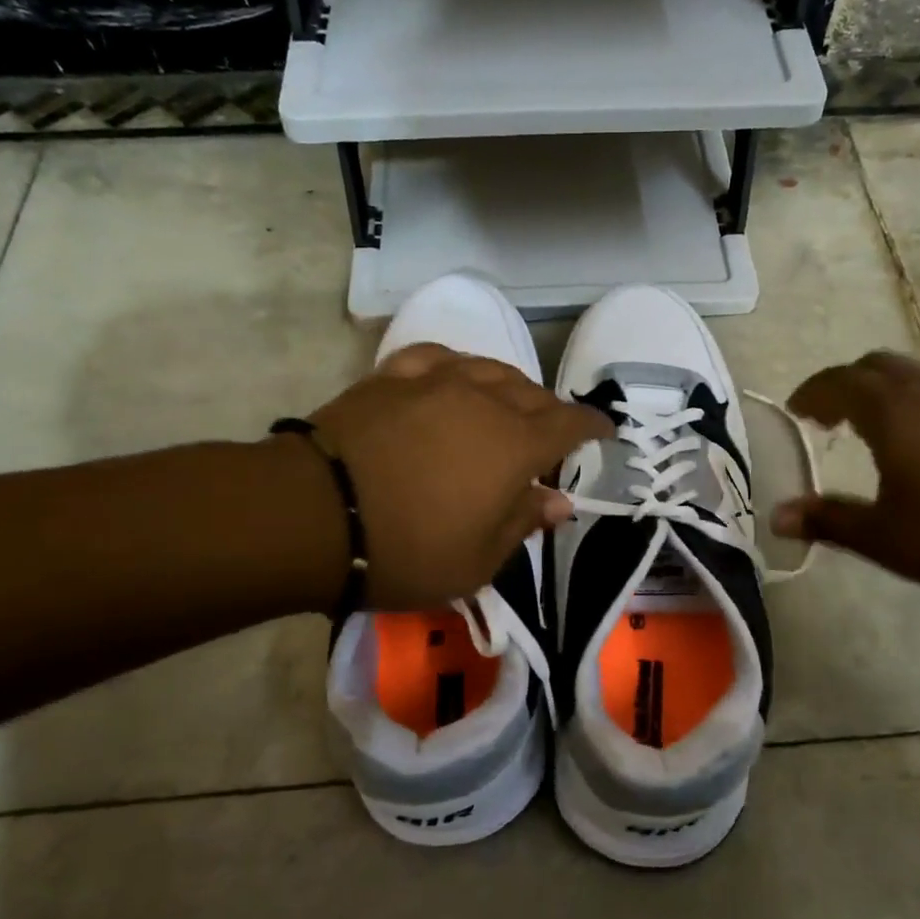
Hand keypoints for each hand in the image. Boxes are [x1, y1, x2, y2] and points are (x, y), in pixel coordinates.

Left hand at [306, 343, 612, 610]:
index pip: (569, 424)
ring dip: (510, 386)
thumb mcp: (477, 560)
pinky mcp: (393, 376)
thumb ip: (523, 522)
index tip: (605, 432)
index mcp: (515, 444)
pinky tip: (454, 377)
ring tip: (509, 404)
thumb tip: (560, 501)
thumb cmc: (406, 549)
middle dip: (551, 412)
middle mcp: (485, 400)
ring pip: (490, 369)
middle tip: (551, 432)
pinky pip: (439, 359)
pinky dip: (458, 367)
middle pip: (533, 394)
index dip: (592, 426)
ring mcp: (436, 381)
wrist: (314, 514)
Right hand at [771, 352, 919, 622]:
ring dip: (883, 396)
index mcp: (895, 411)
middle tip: (827, 422)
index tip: (795, 414)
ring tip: (871, 439)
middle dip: (844, 386)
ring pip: (915, 378)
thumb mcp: (890, 541)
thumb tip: (778, 515)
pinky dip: (917, 409)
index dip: (811, 394)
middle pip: (876, 366)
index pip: (838, 381)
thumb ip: (830, 521)